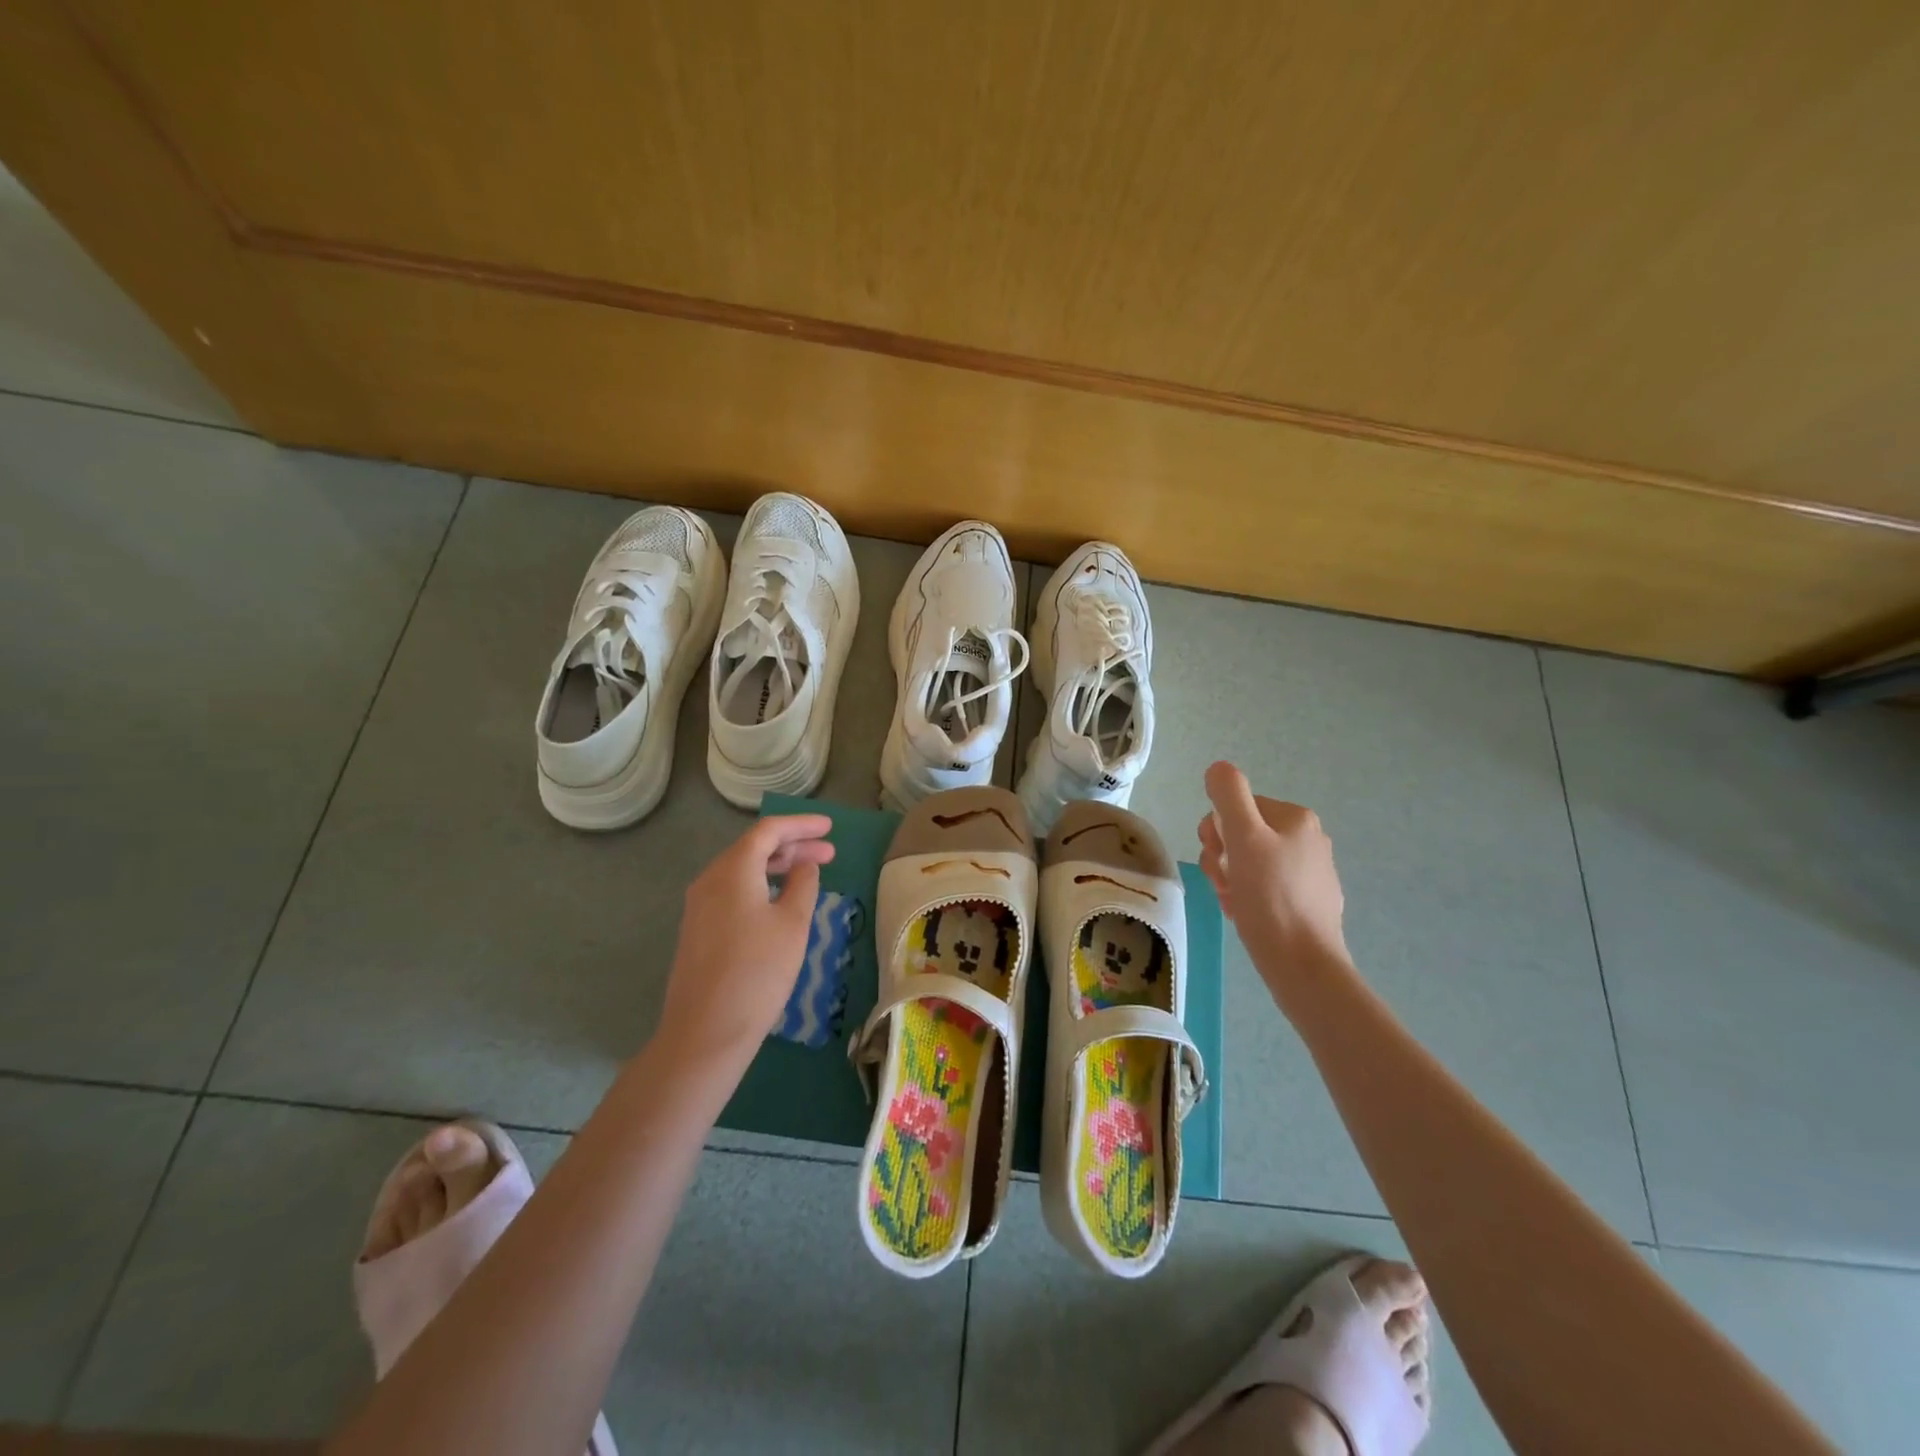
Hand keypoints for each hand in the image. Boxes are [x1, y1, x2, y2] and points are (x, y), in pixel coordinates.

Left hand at [658, 815, 835, 1067]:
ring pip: (742, 870)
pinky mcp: (698, 929)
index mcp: (732, 870)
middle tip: (829, 852)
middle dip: (793, 846)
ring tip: (809, 873)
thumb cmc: (757, 972)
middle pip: (753, 848)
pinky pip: (732, 891)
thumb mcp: (792, 924)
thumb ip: (803, 885)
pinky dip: (760, 885)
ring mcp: (699, 905)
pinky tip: (780, 900)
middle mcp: (710, 879)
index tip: (830, 828)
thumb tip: (804, 865)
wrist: (705, 1032)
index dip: (801, 825)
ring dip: (777, 866)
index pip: (769, 831)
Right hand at [1199, 761, 1349, 983]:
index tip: (1219, 859)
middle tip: (1224, 883)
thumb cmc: (1270, 897)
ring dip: (1230, 878)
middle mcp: (1308, 839)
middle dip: (1222, 858)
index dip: (1217, 832)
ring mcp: (1310, 873)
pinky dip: (1248, 897)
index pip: (1235, 808)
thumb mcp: (1243, 837)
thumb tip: (1218, 768)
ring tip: (1234, 902)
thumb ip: (1229, 795)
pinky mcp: (1308, 903)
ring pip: (1249, 863)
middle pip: (1241, 834)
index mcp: (1296, 818)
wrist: (1303, 964)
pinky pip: (1264, 888)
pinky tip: (1246, 915)